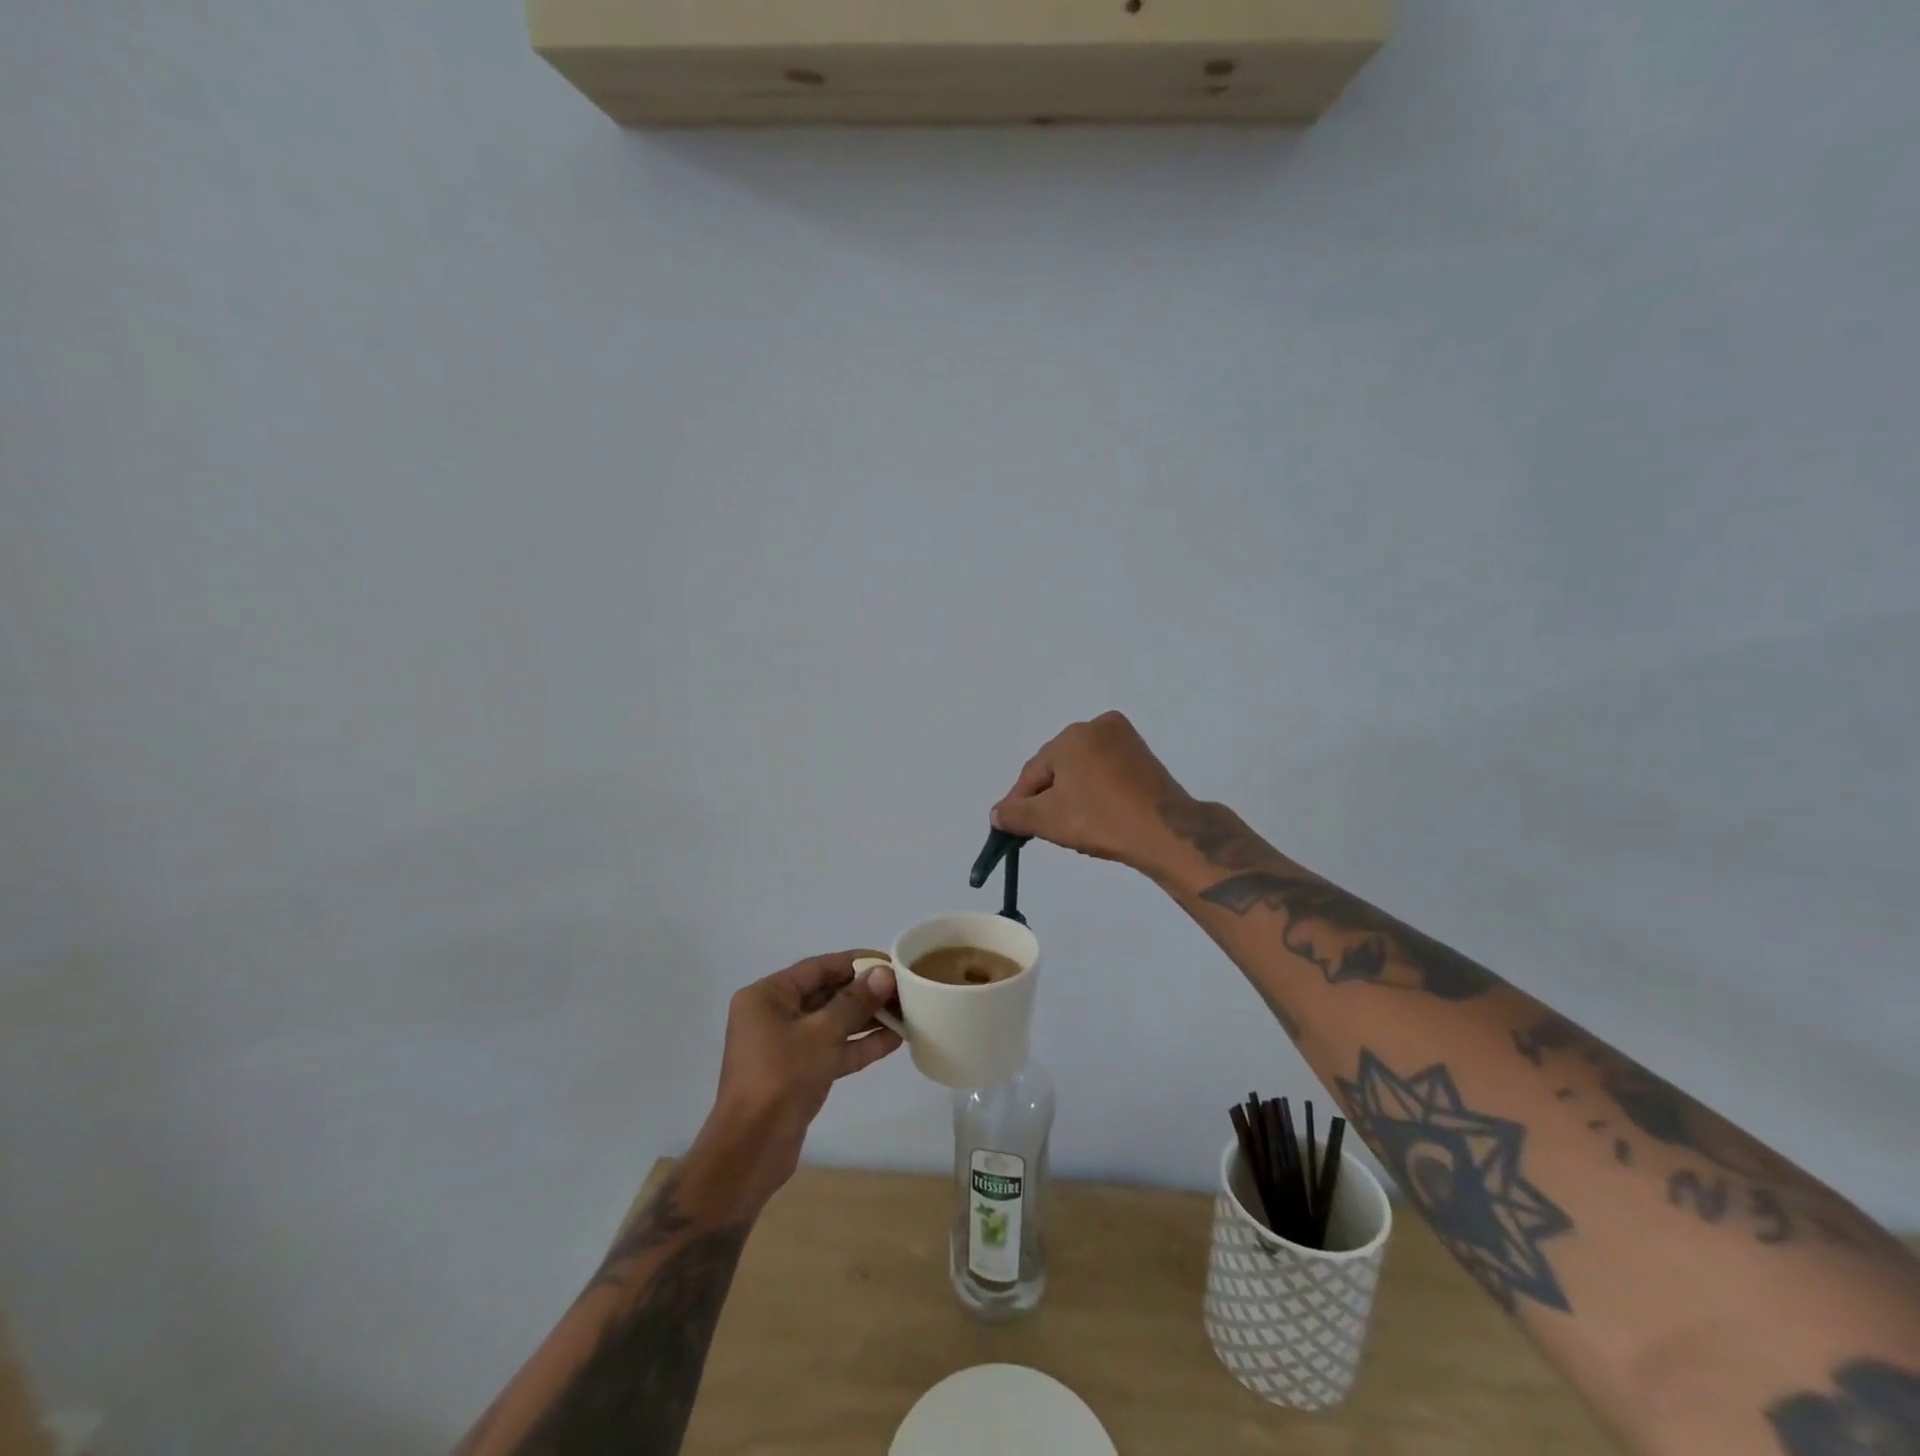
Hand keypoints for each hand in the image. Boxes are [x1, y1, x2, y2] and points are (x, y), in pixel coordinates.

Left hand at [691, 953, 901, 1213]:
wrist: (751, 1150)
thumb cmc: (781, 1078)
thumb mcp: (821, 1034)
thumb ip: (855, 1002)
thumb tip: (883, 974)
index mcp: (767, 996)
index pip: (817, 968)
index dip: (855, 963)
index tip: (890, 962)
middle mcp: (773, 1015)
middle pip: (826, 994)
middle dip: (864, 993)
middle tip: (903, 989)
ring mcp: (785, 1046)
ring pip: (832, 1023)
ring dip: (866, 1019)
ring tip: (906, 1012)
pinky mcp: (798, 1073)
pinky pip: (831, 1049)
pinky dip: (858, 1045)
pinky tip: (894, 1040)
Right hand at [990, 711, 1189, 873]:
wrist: (1166, 832)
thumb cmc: (1101, 820)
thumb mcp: (1048, 820)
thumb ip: (1015, 813)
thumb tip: (996, 813)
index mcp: (1071, 736)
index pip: (1033, 772)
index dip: (1020, 802)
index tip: (1012, 828)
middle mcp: (1097, 726)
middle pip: (1058, 766)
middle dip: (1048, 796)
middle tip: (1045, 828)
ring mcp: (1124, 738)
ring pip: (1082, 768)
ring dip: (1072, 793)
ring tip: (1074, 824)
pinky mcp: (1143, 755)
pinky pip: (1105, 770)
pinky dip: (1096, 789)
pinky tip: (1098, 813)